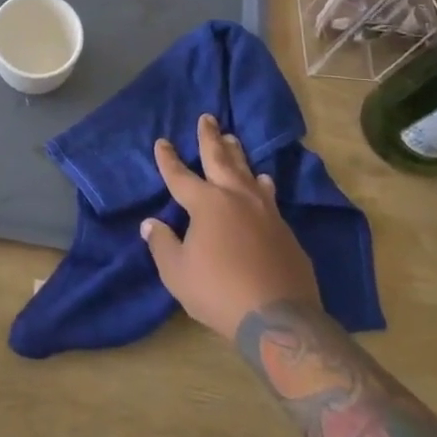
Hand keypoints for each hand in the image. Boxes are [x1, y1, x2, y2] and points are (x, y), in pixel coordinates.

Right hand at [141, 114, 319, 340]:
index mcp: (206, 204)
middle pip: (220, 159)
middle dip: (210, 138)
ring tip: (235, 141)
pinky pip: (270, 197)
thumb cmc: (219, 292)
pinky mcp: (285, 231)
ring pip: (249, 173)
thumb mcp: (177, 272)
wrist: (279, 319)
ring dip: (239, 156)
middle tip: (208, 118)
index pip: (180, 175)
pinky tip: (264, 183)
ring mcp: (265, 212)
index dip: (168, 159)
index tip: (162, 142)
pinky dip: (262, 185)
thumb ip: (162, 244)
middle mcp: (236, 198)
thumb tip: (151, 224)